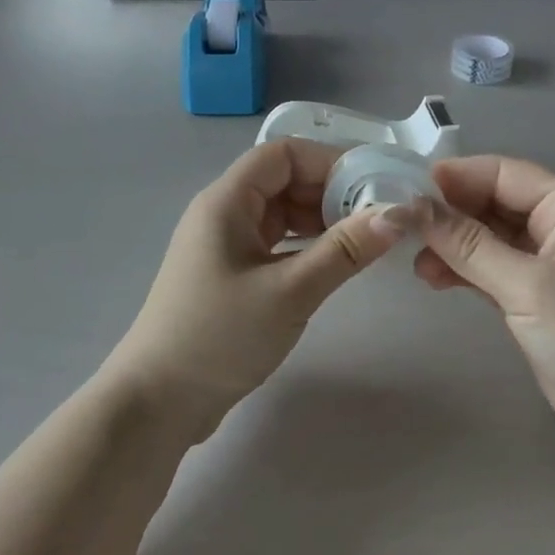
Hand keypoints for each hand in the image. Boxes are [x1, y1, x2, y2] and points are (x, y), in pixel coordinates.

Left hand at [104, 140, 407, 439]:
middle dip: (330, 191)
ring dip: (320, 220)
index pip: (283, 154)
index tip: (373, 184)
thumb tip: (396, 214)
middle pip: (283, 179)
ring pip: (280, 212)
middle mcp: (223, 212)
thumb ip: (344, 250)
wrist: (158, 401)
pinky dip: (305, 245)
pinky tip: (333, 263)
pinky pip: (274, 241)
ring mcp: (224, 243)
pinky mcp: (229, 273)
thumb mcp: (289, 292)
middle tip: (377, 217)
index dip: (329, 161)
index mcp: (226, 201)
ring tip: (363, 241)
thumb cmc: (219, 336)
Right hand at [409, 155, 554, 461]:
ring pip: (490, 238)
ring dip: (453, 246)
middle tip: (403, 229)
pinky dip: (465, 271)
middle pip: (494, 204)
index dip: (456, 177)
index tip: (405, 188)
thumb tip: (410, 206)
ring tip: (417, 264)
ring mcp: (551, 265)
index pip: (505, 174)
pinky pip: (494, 269)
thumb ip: (468, 244)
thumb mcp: (529, 287)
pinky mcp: (539, 298)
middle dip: (450, 214)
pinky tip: (435, 279)